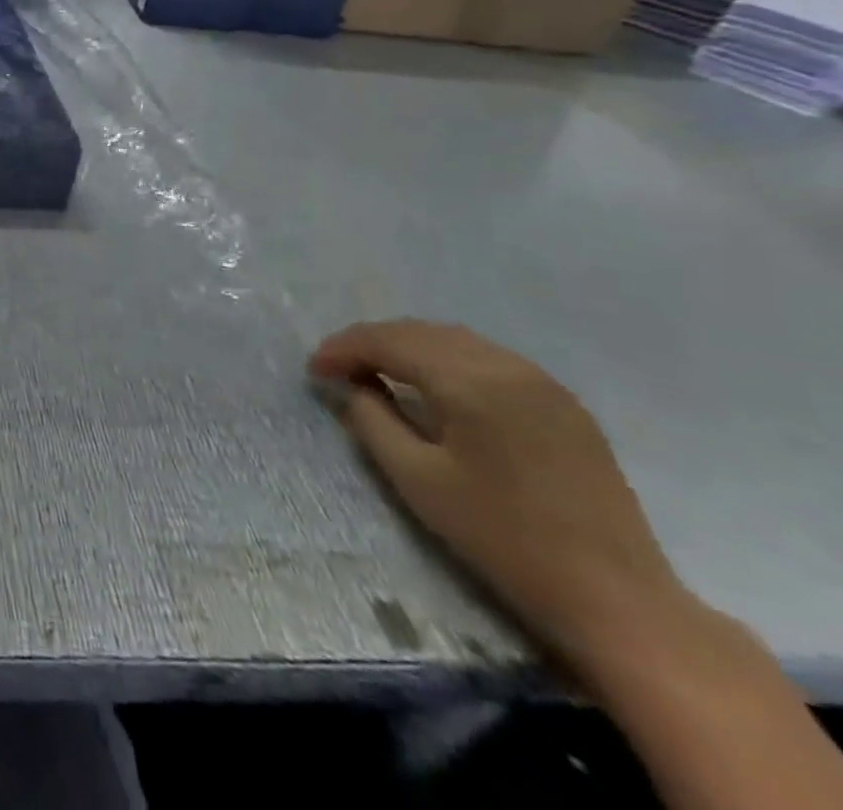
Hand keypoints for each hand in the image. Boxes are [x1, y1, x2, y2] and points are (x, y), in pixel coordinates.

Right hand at [310, 319, 691, 675]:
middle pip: (421, 332)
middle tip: (337, 369)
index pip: (389, 342)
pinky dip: (446, 360)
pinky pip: (487, 359)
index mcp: (471, 382)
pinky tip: (432, 386)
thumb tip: (351, 385)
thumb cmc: (503, 539)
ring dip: (408, 348)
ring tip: (377, 373)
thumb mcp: (417, 480)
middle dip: (371, 343)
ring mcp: (542, 382)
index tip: (313, 370)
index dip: (343, 349)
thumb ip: (372, 420)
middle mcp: (507, 366)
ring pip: (455, 341)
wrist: (617, 599)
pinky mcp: (562, 403)